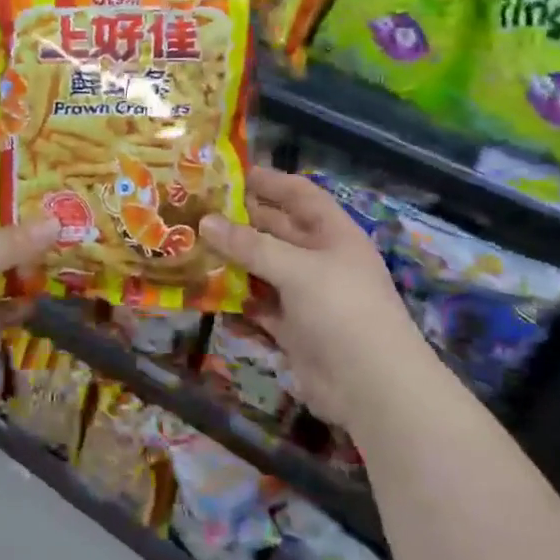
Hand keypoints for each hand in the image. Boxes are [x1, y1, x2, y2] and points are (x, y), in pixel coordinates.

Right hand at [200, 168, 424, 432]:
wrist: (371, 387)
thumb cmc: (342, 311)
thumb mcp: (297, 269)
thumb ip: (250, 245)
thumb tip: (206, 221)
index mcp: (332, 233)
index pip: (299, 195)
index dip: (268, 181)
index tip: (228, 172)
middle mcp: (319, 259)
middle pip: (276, 230)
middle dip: (240, 220)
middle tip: (194, 209)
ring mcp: (305, 295)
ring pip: (262, 269)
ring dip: (232, 260)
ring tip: (189, 246)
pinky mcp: (292, 328)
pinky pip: (258, 305)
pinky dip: (235, 300)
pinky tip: (203, 292)